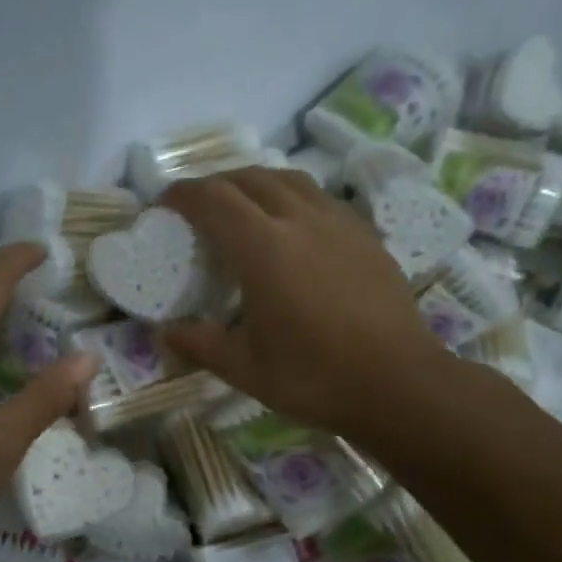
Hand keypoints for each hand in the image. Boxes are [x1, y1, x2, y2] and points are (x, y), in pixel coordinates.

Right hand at [160, 169, 445, 438]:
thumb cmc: (314, 376)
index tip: (164, 204)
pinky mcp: (365, 235)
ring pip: (289, 180)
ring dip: (256, 183)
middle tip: (198, 206)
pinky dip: (291, 198)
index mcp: (264, 248)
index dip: (183, 194)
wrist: (399, 383)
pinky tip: (292, 227)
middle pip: (250, 178)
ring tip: (242, 206)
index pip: (213, 199)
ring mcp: (338, 223)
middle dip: (216, 183)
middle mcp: (300, 220)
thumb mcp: (244, 367)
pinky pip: (319, 198)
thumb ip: (198, 344)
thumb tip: (162, 333)